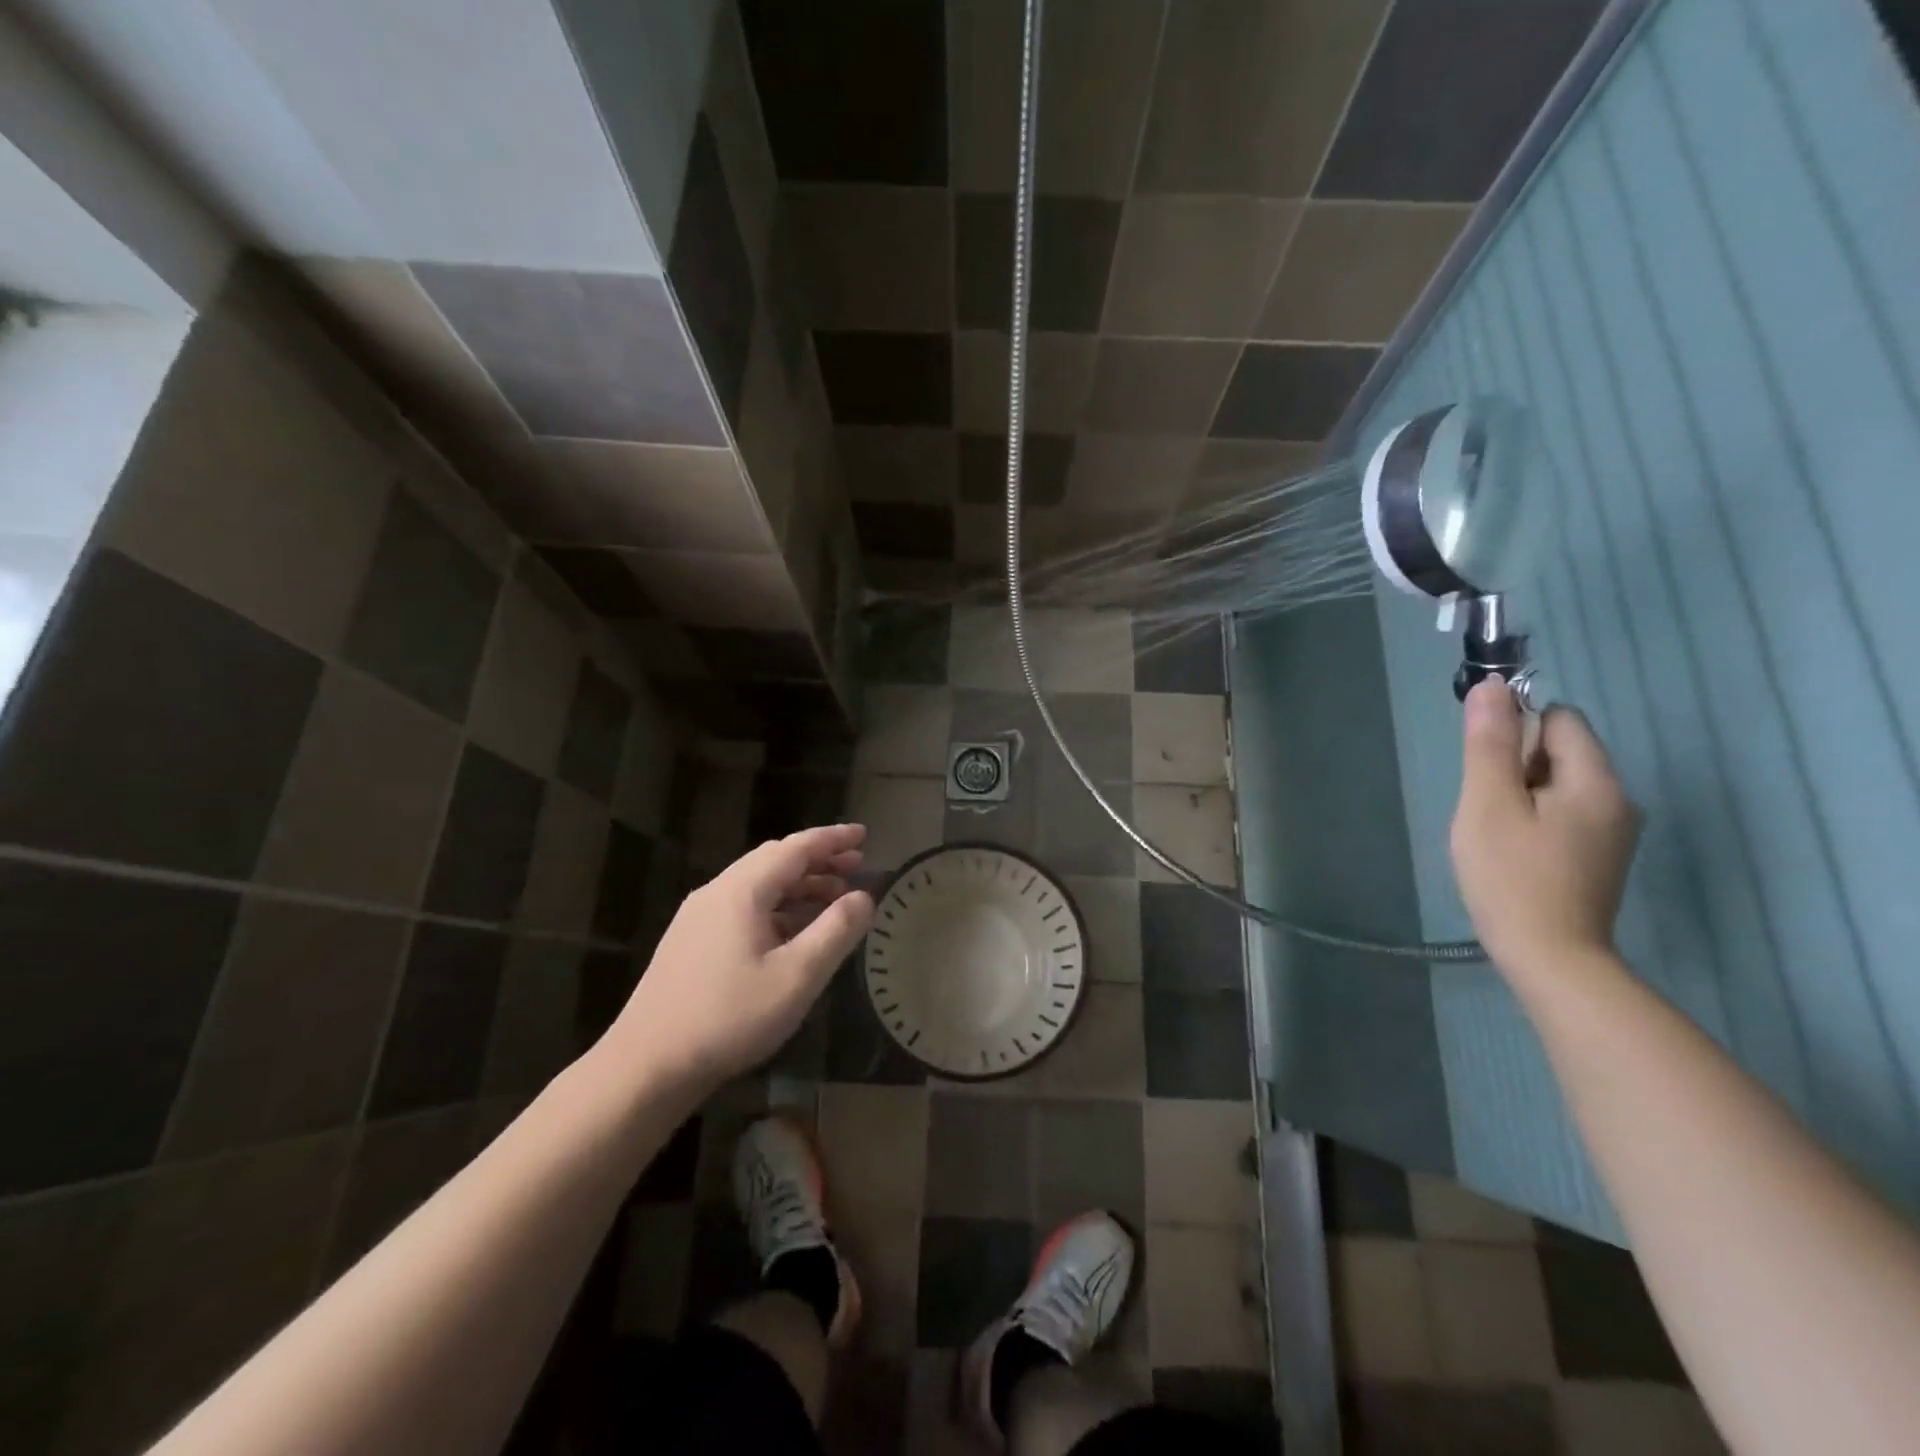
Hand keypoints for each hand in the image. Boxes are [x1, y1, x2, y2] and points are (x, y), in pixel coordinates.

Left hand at [606, 824, 874, 1092]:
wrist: (647, 1065)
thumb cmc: (729, 1017)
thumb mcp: (797, 977)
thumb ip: (836, 931)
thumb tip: (865, 896)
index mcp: (741, 890)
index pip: (795, 848)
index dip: (833, 839)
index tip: (864, 834)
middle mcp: (717, 892)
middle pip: (775, 860)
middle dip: (818, 860)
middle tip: (856, 868)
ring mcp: (699, 916)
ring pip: (758, 884)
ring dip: (798, 885)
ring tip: (834, 899)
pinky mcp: (690, 941)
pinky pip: (743, 906)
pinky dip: (777, 906)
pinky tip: (793, 932)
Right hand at [1450, 678, 1641, 976]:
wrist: (1550, 958)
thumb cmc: (1511, 876)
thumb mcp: (1488, 803)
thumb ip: (1491, 743)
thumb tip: (1491, 686)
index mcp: (1596, 780)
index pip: (1559, 719)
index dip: (1515, 730)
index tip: (1484, 766)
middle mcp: (1618, 798)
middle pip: (1560, 751)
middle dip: (1514, 766)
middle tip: (1486, 807)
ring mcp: (1613, 831)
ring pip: (1557, 783)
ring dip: (1520, 794)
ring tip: (1495, 832)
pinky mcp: (1599, 855)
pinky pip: (1563, 812)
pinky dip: (1532, 818)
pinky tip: (1512, 850)